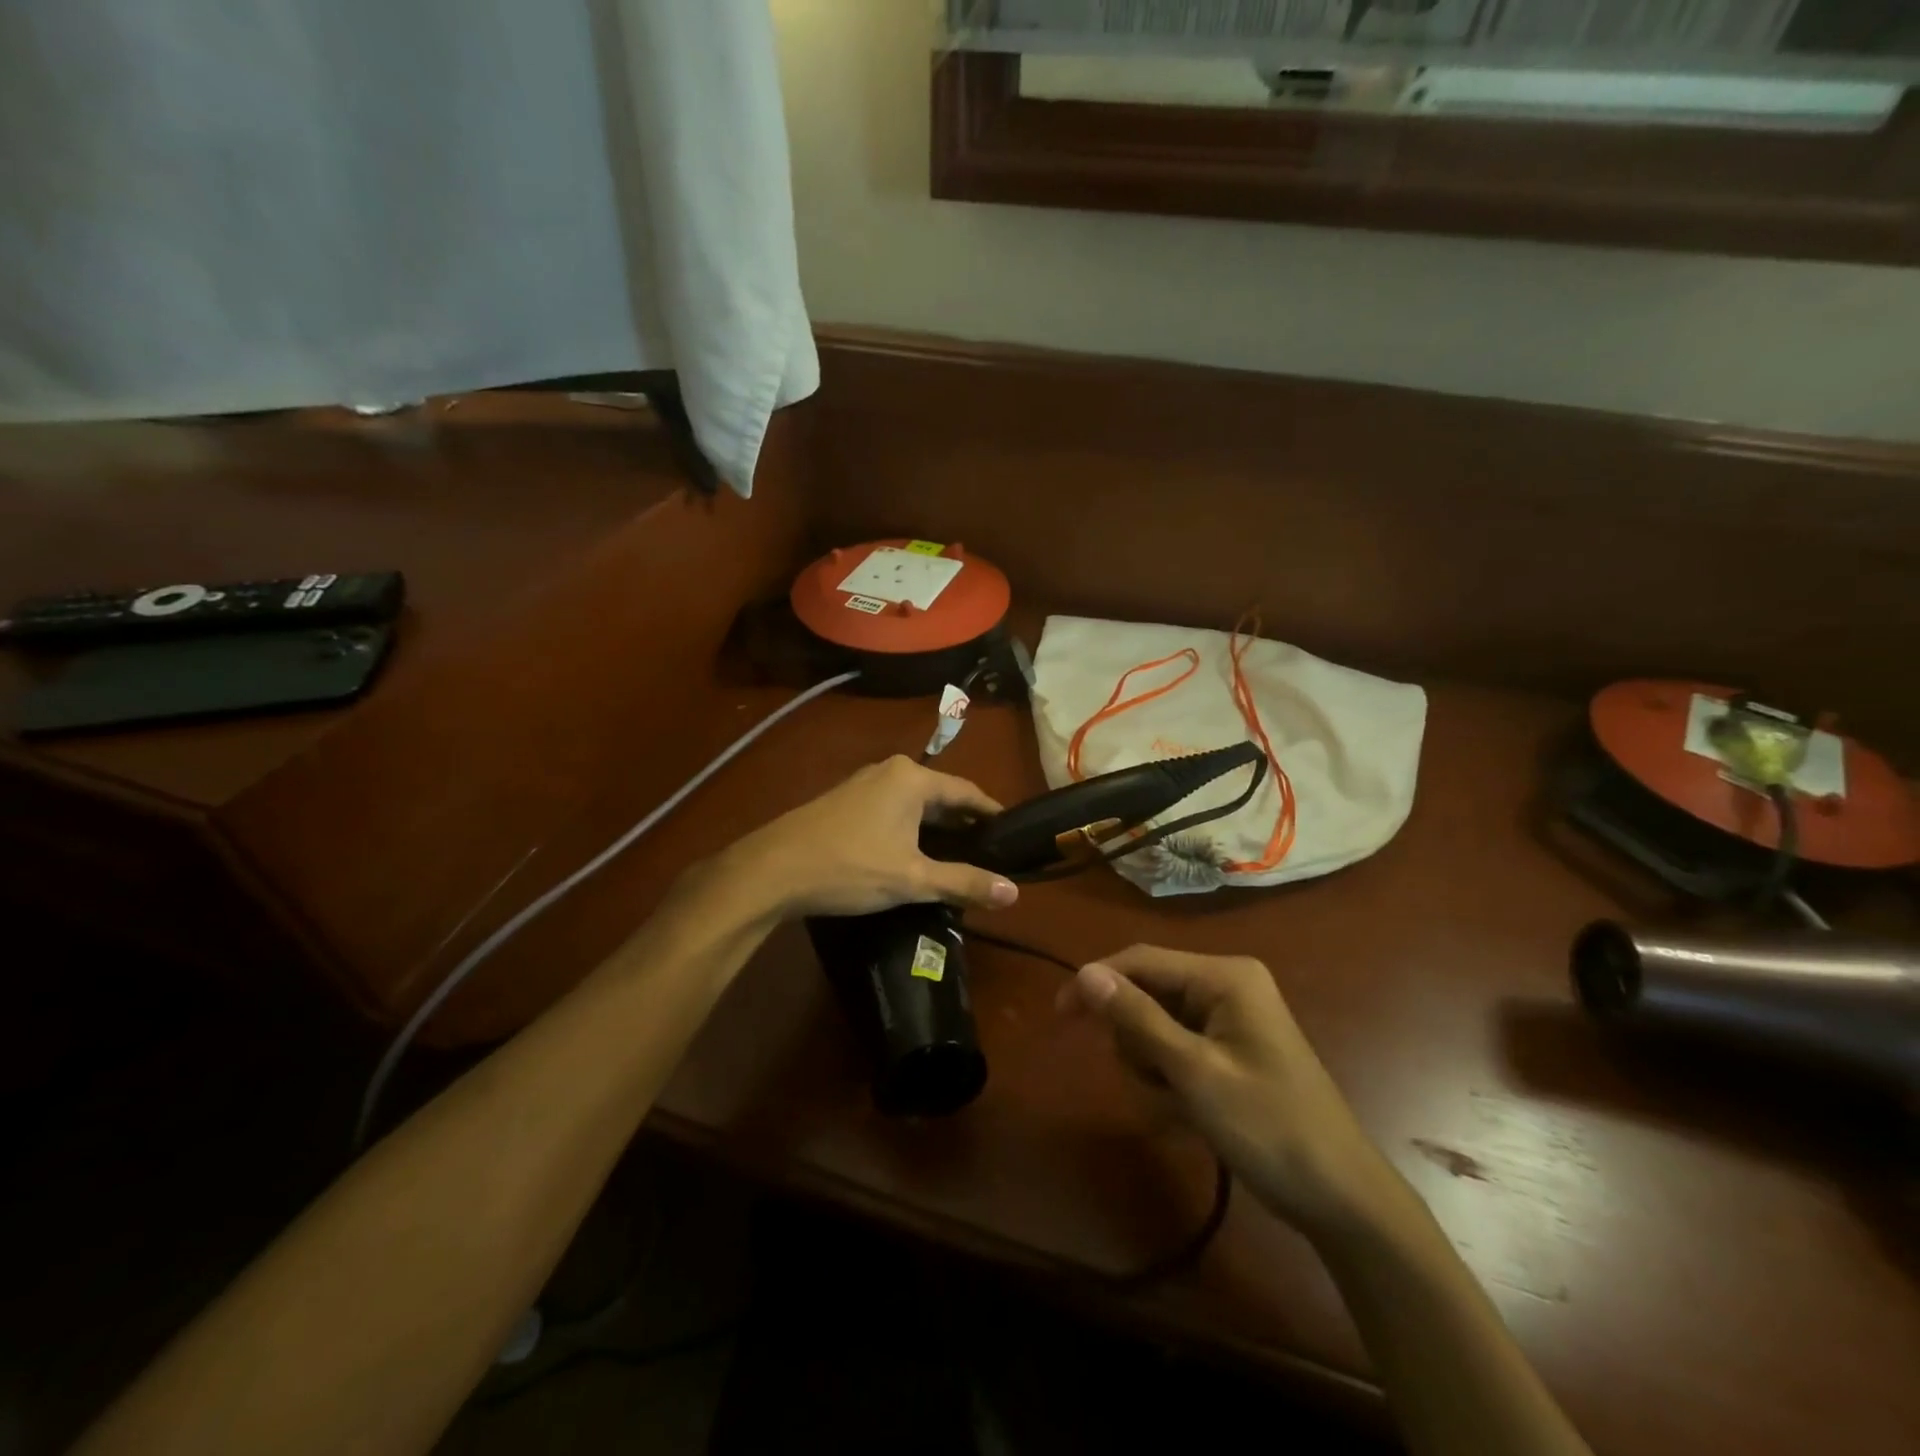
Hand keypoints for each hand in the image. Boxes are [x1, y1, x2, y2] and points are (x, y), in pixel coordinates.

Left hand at [726, 755, 1019, 918]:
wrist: (772, 870)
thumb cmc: (850, 867)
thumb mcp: (912, 879)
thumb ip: (964, 883)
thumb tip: (1014, 893)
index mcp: (912, 779)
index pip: (967, 792)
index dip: (991, 813)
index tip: (1013, 834)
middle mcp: (890, 771)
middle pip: (940, 795)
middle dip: (964, 824)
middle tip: (990, 852)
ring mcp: (863, 784)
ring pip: (914, 804)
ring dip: (936, 828)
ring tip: (959, 857)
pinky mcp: (844, 802)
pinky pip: (892, 810)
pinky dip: (911, 829)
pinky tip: (914, 854)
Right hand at [1062, 945, 1407, 1242]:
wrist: (1341, 1199)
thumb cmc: (1268, 1128)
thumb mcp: (1194, 1073)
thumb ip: (1137, 1018)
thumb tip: (1085, 973)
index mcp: (1224, 976)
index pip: (1142, 960)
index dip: (1097, 982)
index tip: (1060, 1016)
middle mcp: (1227, 985)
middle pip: (1148, 993)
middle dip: (1137, 1042)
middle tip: (1154, 1085)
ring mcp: (1231, 1018)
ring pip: (1157, 1026)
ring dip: (1152, 1068)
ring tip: (1178, 1108)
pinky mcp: (1231, 1048)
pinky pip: (1177, 1049)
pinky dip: (1171, 1081)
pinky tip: (1188, 1115)